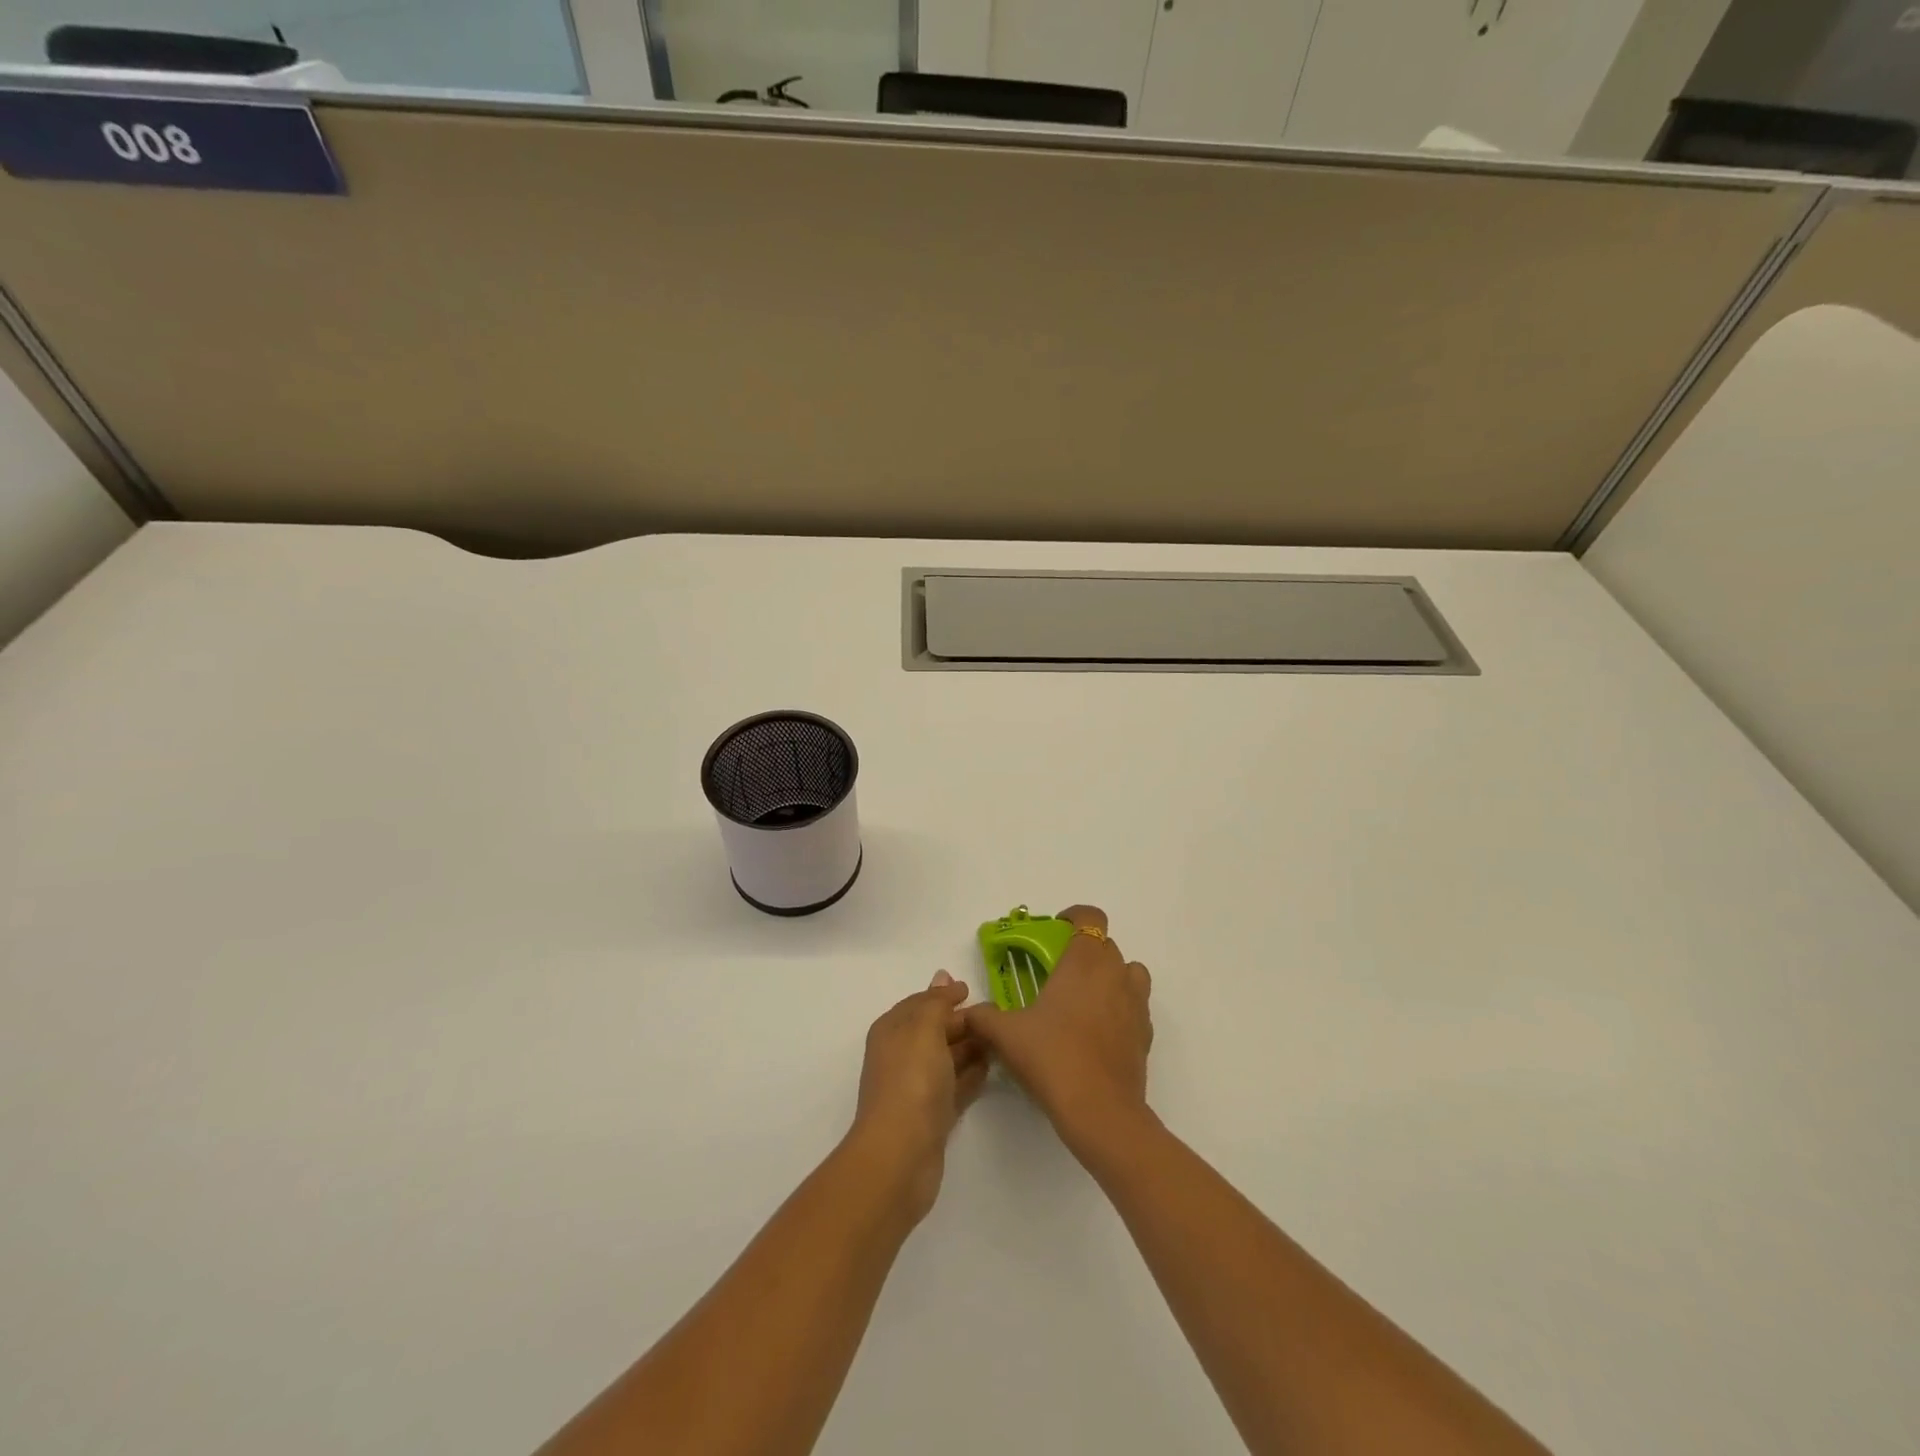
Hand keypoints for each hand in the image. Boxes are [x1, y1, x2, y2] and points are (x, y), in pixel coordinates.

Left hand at [851, 971, 988, 1222]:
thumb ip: (936, 1002)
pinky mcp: (932, 1116)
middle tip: (998, 1016)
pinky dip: (971, 1075)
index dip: (943, 995)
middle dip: (962, 1021)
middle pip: (935, 1030)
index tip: (972, 990)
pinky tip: (991, 1069)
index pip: (920, 1003)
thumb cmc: (911, 1080)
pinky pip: (955, 1086)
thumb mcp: (924, 1028)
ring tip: (1001, 1039)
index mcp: (893, 1030)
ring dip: (971, 1047)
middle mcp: (902, 1055)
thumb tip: (944, 976)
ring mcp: (917, 1087)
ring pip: (947, 1058)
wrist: (901, 1153)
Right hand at [963, 904, 1153, 1156]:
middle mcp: (1115, 973)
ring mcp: (1136, 1004)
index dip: (1074, 917)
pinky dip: (1119, 1008)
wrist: (1100, 1112)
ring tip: (1082, 998)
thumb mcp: (1005, 1035)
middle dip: (1083, 951)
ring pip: (1128, 972)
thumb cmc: (1052, 1058)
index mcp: (1084, 962)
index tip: (1055, 930)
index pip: (1090, 917)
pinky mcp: (1145, 1034)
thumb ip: (982, 1016)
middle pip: (1106, 945)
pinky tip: (1095, 1031)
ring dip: (1109, 975)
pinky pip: (1134, 1006)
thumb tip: (968, 1012)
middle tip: (1056, 972)